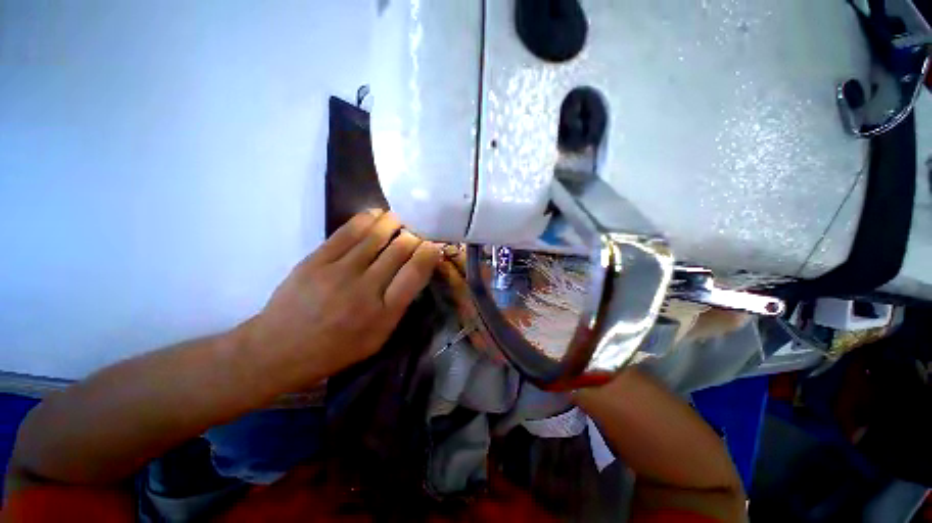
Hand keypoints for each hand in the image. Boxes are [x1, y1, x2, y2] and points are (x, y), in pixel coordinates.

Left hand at [241, 210, 442, 387]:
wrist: (279, 348)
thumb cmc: (337, 348)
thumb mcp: (378, 338)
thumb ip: (399, 305)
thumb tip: (415, 272)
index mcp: (383, 313)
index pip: (414, 273)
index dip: (428, 254)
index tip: (434, 246)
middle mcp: (365, 289)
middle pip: (399, 250)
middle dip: (414, 236)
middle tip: (418, 232)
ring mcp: (339, 272)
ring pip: (376, 235)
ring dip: (394, 222)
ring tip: (401, 218)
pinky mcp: (317, 260)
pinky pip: (348, 231)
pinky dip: (367, 218)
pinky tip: (377, 214)